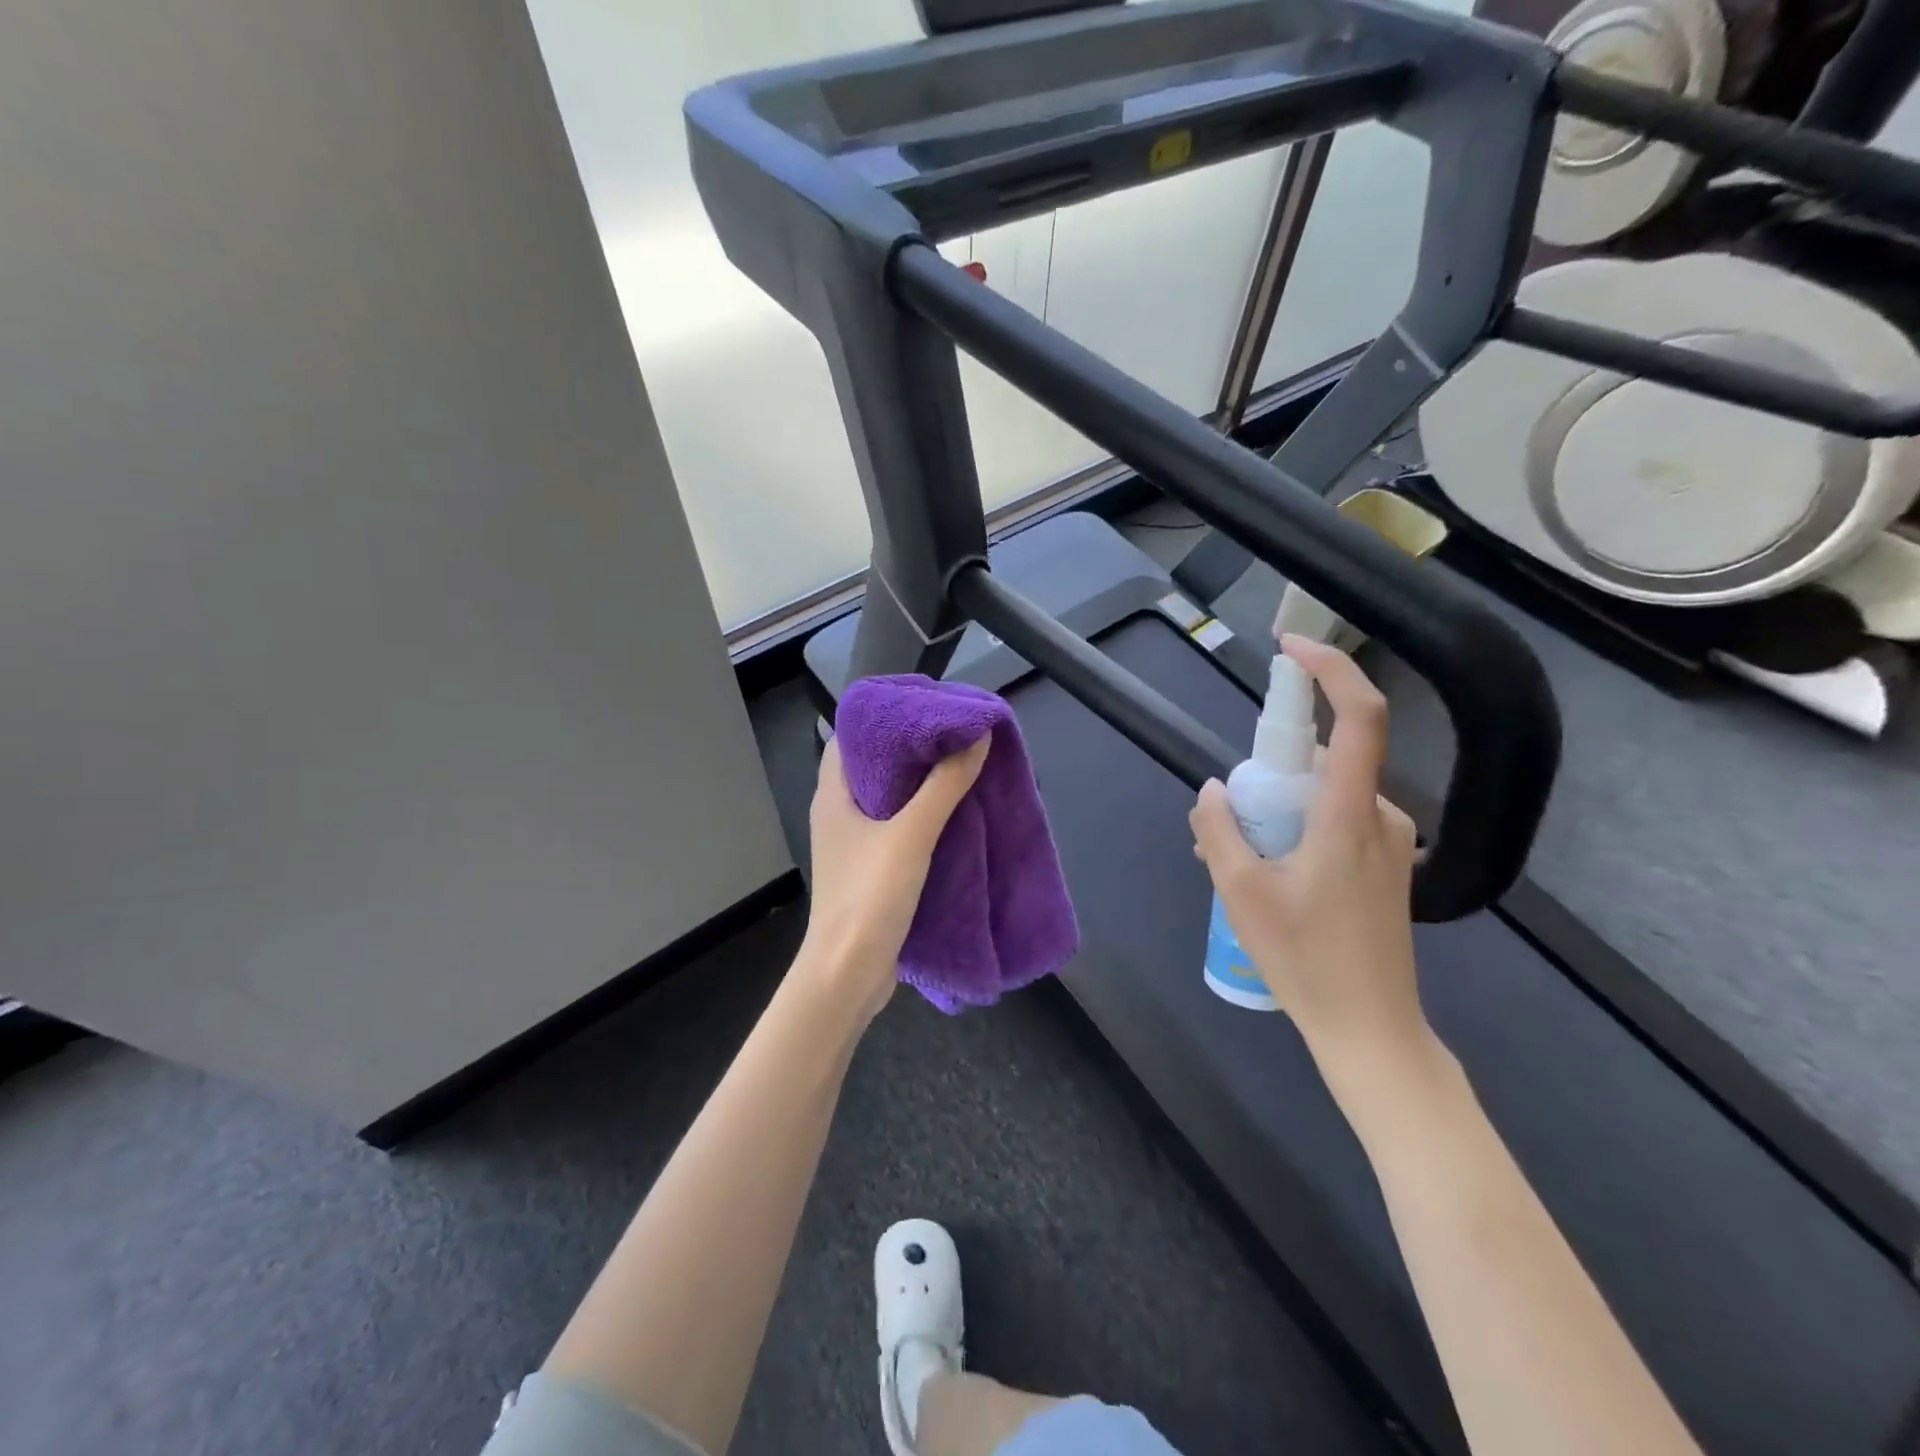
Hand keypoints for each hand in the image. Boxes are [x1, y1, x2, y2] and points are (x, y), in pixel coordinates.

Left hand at [799, 735, 990, 1019]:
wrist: (848, 974)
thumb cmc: (869, 896)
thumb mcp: (911, 835)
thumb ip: (944, 785)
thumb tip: (977, 735)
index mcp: (833, 795)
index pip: (851, 737)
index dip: (884, 717)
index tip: (926, 706)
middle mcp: (839, 813)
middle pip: (874, 766)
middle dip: (912, 749)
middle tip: (955, 733)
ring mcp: (854, 844)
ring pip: (889, 799)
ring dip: (921, 784)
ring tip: (962, 764)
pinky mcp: (871, 870)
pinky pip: (898, 829)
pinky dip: (923, 816)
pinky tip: (955, 813)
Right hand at [1190, 636, 1425, 1066]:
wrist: (1371, 1029)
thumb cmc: (1306, 960)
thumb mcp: (1241, 892)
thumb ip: (1220, 830)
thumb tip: (1213, 789)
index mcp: (1350, 814)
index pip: (1358, 718)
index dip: (1331, 671)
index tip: (1291, 650)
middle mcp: (1380, 816)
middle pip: (1323, 761)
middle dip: (1270, 775)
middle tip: (1228, 824)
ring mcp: (1389, 842)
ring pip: (1325, 796)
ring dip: (1280, 811)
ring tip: (1241, 866)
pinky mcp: (1386, 865)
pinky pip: (1336, 822)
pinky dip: (1299, 831)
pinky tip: (1272, 879)